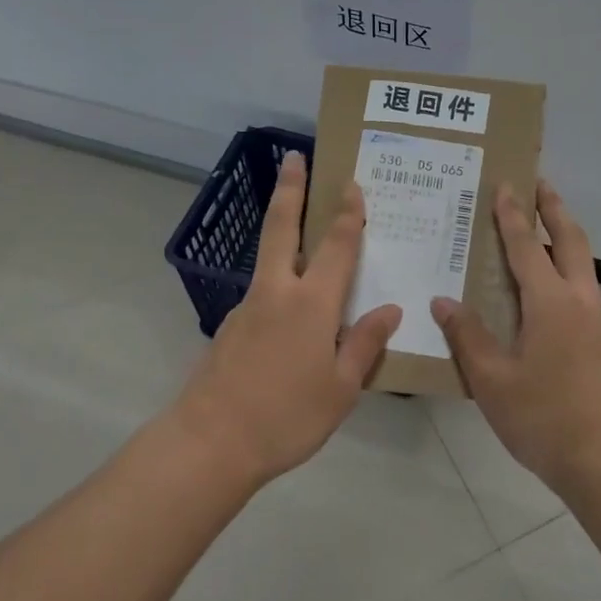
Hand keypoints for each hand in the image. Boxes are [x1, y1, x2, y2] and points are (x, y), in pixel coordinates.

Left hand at [176, 151, 401, 485]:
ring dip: (283, 231)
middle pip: (282, 228)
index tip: (351, 184)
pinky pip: (263, 293)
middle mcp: (277, 293)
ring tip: (304, 229)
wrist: (211, 443)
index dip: (347, 215)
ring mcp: (248, 308)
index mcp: (311, 304)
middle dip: (290, 190)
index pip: (336, 247)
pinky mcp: (230, 328)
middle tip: (293, 157)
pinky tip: (292, 310)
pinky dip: (280, 282)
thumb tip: (389, 309)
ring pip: (269, 258)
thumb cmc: (287, 417)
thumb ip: (364, 344)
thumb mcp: (341, 388)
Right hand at [431, 181, 600, 494]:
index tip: (504, 184)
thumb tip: (443, 301)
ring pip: (581, 261)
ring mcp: (597, 320)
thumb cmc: (544, 418)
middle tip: (537, 182)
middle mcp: (579, 300)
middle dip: (553, 208)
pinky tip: (546, 285)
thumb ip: (468, 336)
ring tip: (541, 224)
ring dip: (563, 235)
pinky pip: (582, 286)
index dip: (512, 215)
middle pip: (569, 239)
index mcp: (551, 303)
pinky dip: (565, 266)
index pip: (526, 246)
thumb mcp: (492, 380)